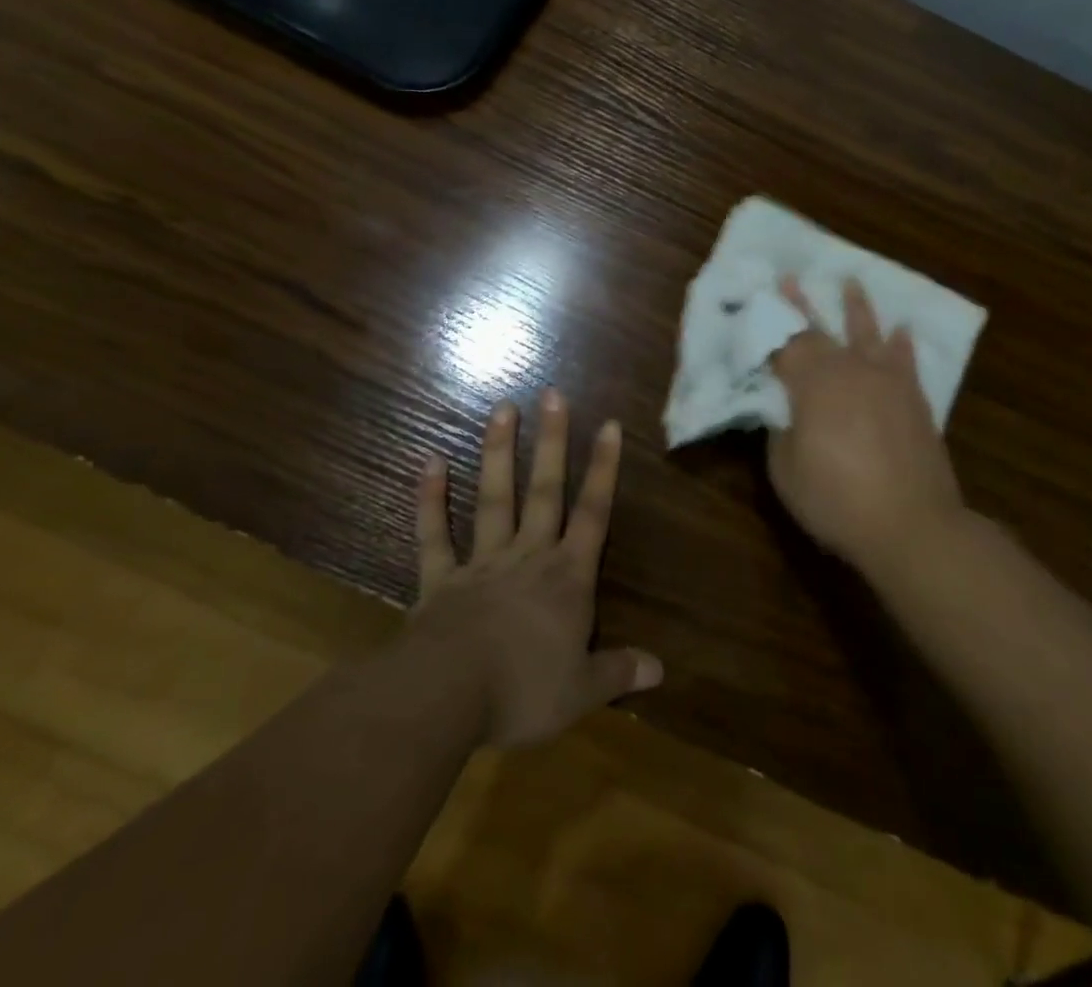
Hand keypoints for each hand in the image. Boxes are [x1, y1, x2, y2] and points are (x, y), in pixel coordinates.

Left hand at [409, 391, 661, 748]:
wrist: (446, 698)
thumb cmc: (523, 691)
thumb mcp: (582, 691)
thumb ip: (619, 672)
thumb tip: (660, 669)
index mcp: (567, 578)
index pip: (594, 514)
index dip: (604, 469)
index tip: (609, 424)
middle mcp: (528, 557)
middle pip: (545, 490)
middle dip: (552, 442)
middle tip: (552, 394)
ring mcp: (482, 563)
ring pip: (494, 498)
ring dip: (499, 452)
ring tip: (502, 407)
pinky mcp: (440, 581)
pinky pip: (434, 535)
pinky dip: (431, 499)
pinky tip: (430, 460)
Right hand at [768, 277, 966, 567]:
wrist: (911, 524)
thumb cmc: (836, 500)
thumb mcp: (786, 470)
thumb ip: (781, 431)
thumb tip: (784, 410)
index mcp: (812, 384)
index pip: (783, 347)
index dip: (766, 329)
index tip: (755, 306)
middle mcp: (849, 370)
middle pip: (819, 331)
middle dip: (801, 304)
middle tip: (789, 278)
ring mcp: (886, 381)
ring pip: (868, 333)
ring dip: (857, 306)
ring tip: (851, 281)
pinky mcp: (914, 398)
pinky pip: (905, 360)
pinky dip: (902, 343)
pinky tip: (902, 329)